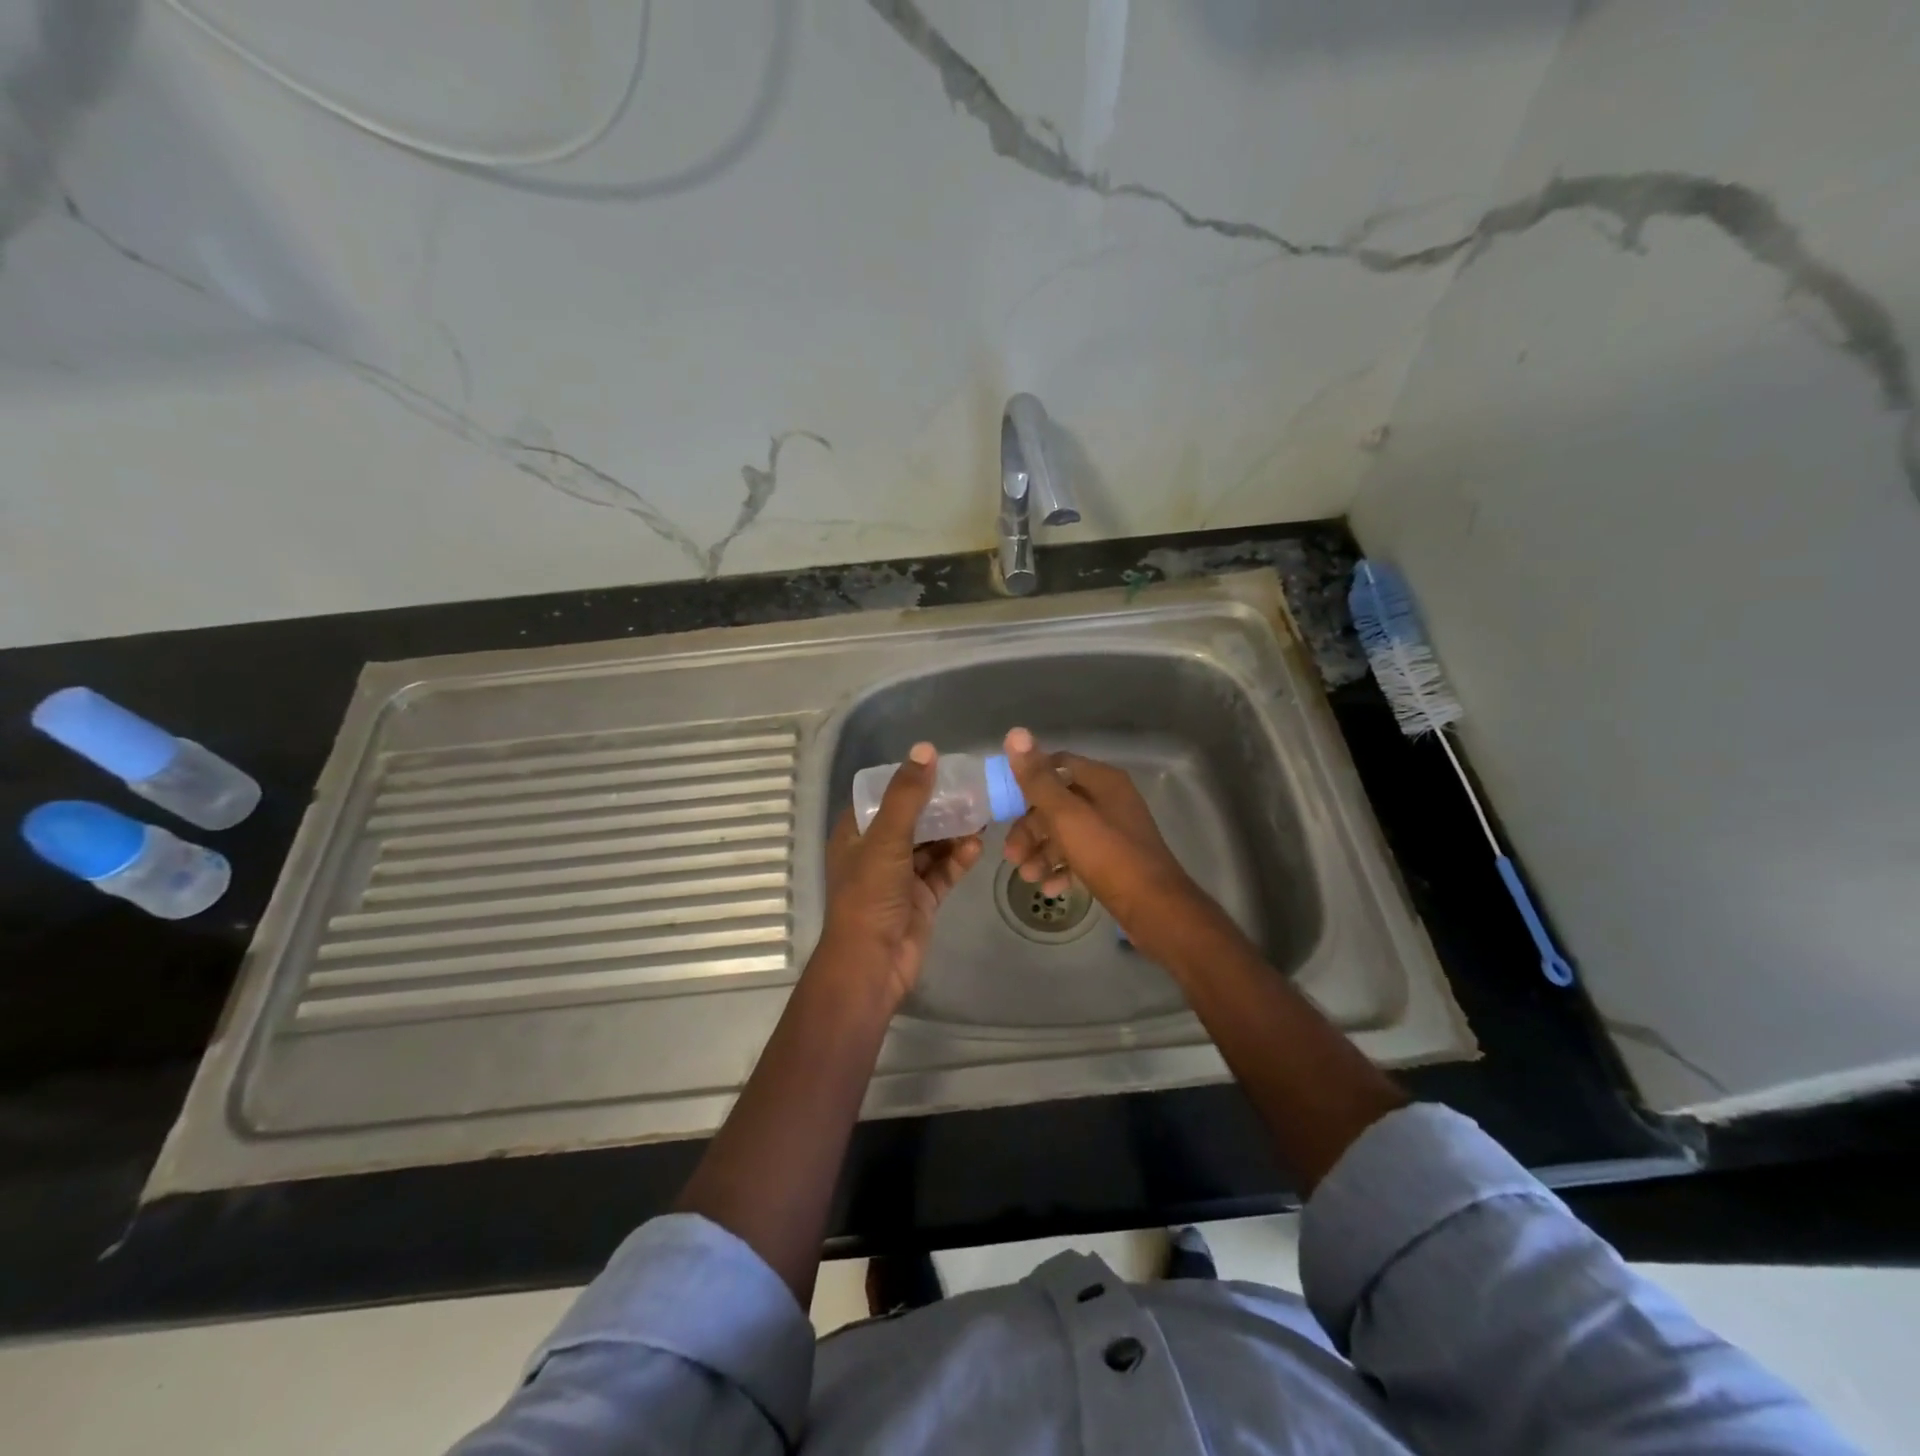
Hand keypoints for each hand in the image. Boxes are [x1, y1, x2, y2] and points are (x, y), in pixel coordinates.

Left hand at [820, 741, 982, 1006]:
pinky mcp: (922, 898)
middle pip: (912, 819)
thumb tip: (925, 750)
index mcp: (856, 834)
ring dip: (953, 830)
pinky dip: (959, 858)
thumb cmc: (870, 896)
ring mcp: (900, 876)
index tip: (940, 764)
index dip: (908, 780)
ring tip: (982, 812)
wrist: (873, 964)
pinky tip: (977, 845)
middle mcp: (877, 851)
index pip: (881, 796)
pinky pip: (943, 870)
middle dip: (940, 805)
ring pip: (931, 844)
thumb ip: (907, 796)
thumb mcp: (886, 839)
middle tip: (971, 788)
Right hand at [1002, 727, 1208, 956]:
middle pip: (1058, 803)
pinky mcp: (1115, 861)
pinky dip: (1062, 869)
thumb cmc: (1109, 855)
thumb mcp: (1066, 815)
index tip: (1005, 803)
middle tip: (1011, 854)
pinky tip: (1050, 889)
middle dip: (1031, 828)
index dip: (1029, 779)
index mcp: (1103, 781)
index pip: (1058, 764)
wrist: (1155, 908)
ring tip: (1028, 877)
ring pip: (1066, 834)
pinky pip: (1080, 857)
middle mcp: (1110, 800)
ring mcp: (1114, 832)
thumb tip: (1015, 732)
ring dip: (1042, 853)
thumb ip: (1038, 778)